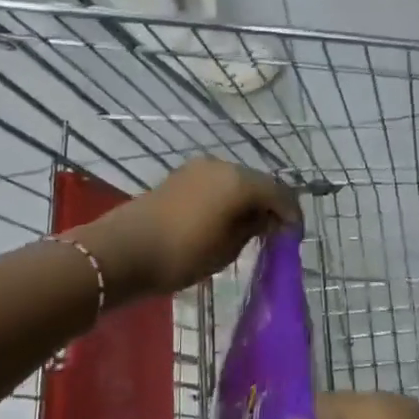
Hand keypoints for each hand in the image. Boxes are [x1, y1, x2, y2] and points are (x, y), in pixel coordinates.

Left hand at [79, 158, 300, 297]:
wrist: (124, 250)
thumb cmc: (183, 253)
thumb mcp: (227, 248)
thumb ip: (253, 228)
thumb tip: (266, 218)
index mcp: (239, 181)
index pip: (279, 192)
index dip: (291, 214)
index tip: (294, 237)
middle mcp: (223, 165)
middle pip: (258, 182)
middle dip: (270, 205)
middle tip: (274, 233)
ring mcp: (199, 167)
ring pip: (236, 181)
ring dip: (248, 200)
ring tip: (250, 229)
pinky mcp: (181, 176)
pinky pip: (217, 183)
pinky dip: (228, 198)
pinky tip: (225, 219)